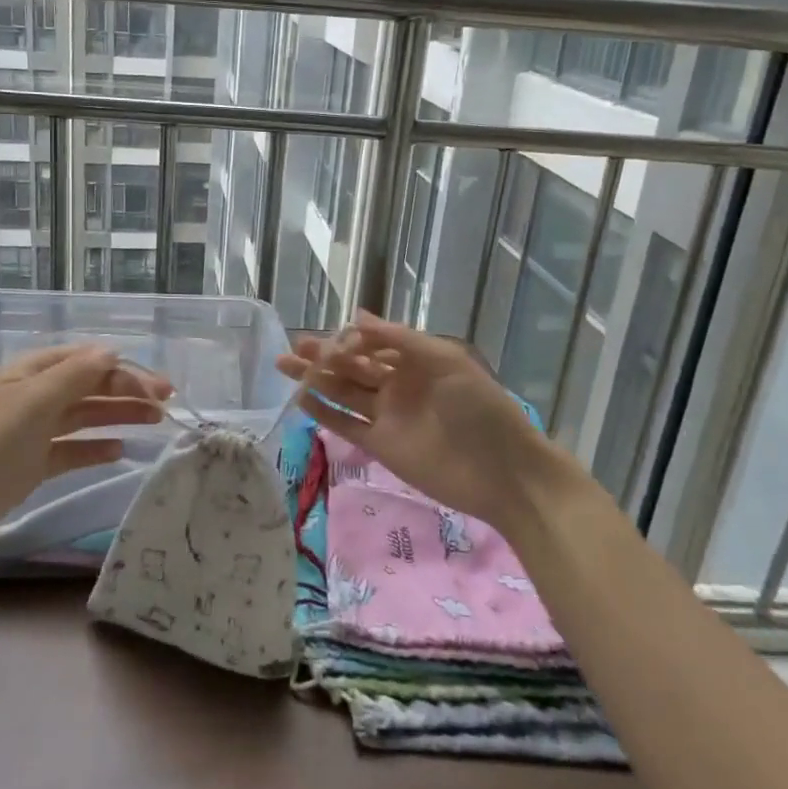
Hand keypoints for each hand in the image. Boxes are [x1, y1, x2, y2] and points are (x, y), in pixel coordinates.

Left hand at [0, 344, 170, 550]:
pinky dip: (95, 448)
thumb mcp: (35, 400)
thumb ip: (77, 374)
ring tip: (156, 423)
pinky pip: (72, 450)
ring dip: (119, 416)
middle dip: (129, 391)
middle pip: (90, 387)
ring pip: (85, 416)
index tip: (159, 390)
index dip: (125, 372)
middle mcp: (35, 396)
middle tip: (167, 405)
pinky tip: (120, 451)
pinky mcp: (31, 465)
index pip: (89, 362)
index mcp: (33, 372)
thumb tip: (112, 352)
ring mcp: (33, 432)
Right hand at [276, 313, 588, 536]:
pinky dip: (324, 412)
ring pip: (343, 392)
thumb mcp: (445, 362)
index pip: (372, 344)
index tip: (325, 336)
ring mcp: (387, 416)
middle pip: (352, 366)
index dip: (347, 338)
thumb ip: (400, 340)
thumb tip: (358, 317)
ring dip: (315, 379)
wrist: (503, 472)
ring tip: (283, 366)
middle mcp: (397, 385)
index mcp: (415, 361)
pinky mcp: (380, 445)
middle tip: (292, 347)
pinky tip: (301, 399)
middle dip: (323, 356)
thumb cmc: (480, 408)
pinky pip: (346, 424)